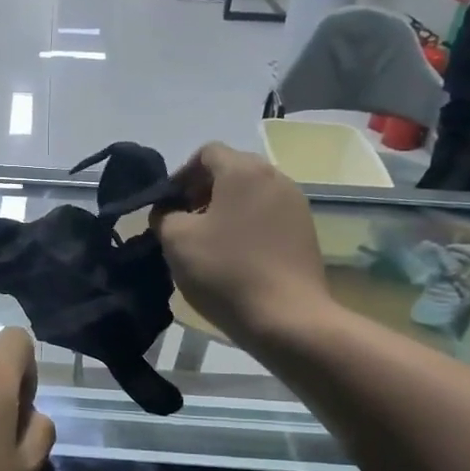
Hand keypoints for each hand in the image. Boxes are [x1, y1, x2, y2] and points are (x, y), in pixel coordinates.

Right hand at [154, 143, 331, 340]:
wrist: (287, 317)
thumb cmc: (225, 271)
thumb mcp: (176, 241)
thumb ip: (164, 216)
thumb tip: (168, 212)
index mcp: (243, 171)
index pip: (207, 152)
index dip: (181, 175)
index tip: (168, 205)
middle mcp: (275, 177)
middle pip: (232, 170)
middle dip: (203, 191)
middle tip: (184, 221)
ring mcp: (296, 204)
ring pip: (251, 193)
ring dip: (225, 209)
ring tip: (208, 241)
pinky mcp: (305, 231)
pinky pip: (268, 215)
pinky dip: (247, 224)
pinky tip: (234, 256)